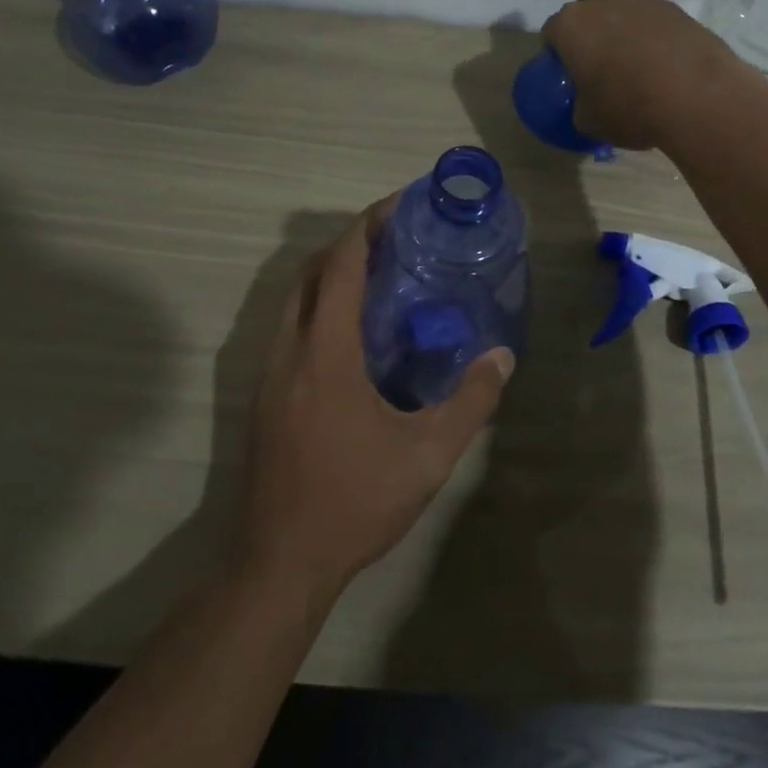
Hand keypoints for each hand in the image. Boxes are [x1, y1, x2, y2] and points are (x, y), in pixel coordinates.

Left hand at [238, 203, 514, 600]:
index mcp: (325, 354)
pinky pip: (290, 327)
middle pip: (310, 271)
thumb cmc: (354, 502)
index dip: (367, 227)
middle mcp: (289, 351)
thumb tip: (502, 357)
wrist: (279, 562)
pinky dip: (319, 306)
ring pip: (294, 299)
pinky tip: (354, 332)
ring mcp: (269, 374)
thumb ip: (470, 402)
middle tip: (397, 238)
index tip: (399, 205)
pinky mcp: (265, 395)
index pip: (340, 266)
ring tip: (380, 276)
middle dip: (349, 243)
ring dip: (331, 274)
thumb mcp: (428, 455)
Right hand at [541, 0, 752, 149]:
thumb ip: (581, 105)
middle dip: (589, 2)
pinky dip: (656, 28)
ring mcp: (646, 2)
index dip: (557, 48)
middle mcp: (606, 2)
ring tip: (633, 46)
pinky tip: (664, 57)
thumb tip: (587, 105)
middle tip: (597, 39)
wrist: (699, 99)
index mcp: (573, 25)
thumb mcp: (590, 121)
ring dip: (624, 9)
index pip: (552, 28)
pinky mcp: (680, 11)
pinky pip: (659, 12)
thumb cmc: (630, 109)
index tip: (567, 69)